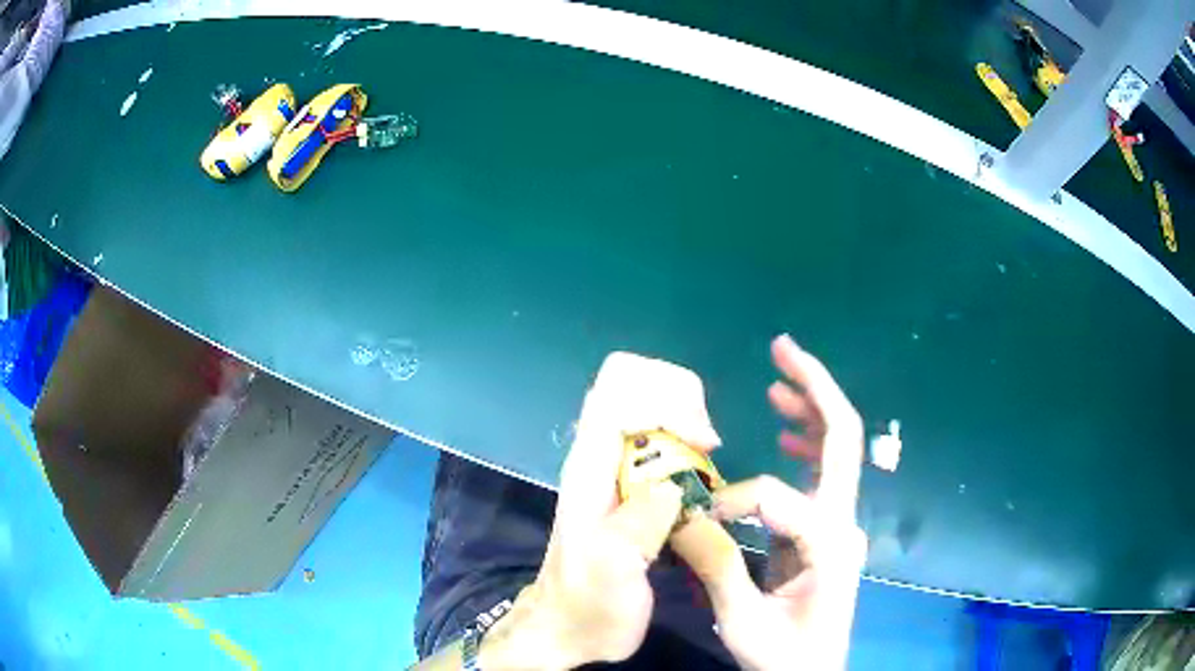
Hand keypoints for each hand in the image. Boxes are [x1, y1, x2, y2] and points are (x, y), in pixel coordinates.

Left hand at [479, 352, 721, 669]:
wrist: (571, 628)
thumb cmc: (590, 604)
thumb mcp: (612, 571)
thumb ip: (639, 523)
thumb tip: (673, 485)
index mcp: (589, 468)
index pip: (618, 391)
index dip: (667, 400)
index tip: (704, 443)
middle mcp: (598, 457)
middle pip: (631, 381)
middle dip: (678, 396)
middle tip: (706, 443)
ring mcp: (612, 469)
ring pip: (646, 403)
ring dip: (686, 414)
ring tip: (708, 455)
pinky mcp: (630, 486)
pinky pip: (659, 436)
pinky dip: (686, 436)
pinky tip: (701, 472)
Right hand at [671, 334, 867, 669]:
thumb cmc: (783, 655)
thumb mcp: (743, 622)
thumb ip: (717, 566)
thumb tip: (683, 515)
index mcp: (830, 545)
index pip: (778, 497)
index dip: (732, 501)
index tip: (699, 524)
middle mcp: (845, 522)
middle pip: (844, 438)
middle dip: (814, 388)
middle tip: (782, 348)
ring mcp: (841, 523)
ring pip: (838, 449)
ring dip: (811, 409)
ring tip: (778, 382)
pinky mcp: (828, 529)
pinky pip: (823, 474)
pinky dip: (807, 443)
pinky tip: (788, 430)